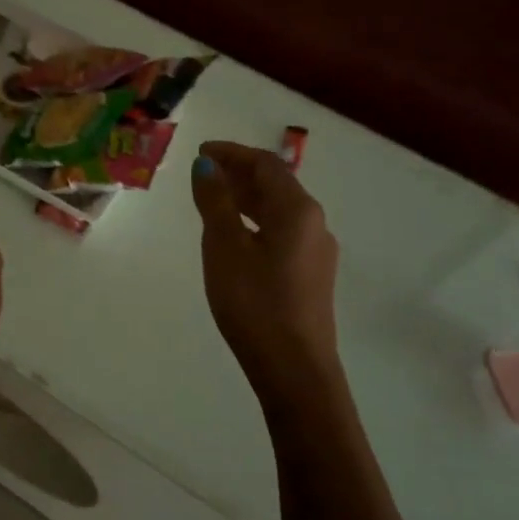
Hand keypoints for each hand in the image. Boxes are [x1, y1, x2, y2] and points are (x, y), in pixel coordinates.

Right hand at [190, 141, 343, 403]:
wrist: (294, 368)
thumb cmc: (255, 302)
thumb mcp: (224, 247)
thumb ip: (215, 202)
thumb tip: (206, 166)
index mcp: (297, 210)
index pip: (266, 164)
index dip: (232, 153)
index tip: (201, 151)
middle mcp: (315, 224)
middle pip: (277, 185)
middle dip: (240, 173)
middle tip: (204, 172)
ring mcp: (317, 252)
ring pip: (280, 211)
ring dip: (248, 198)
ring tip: (214, 200)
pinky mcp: (312, 276)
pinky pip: (283, 233)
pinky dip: (256, 221)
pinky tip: (237, 237)